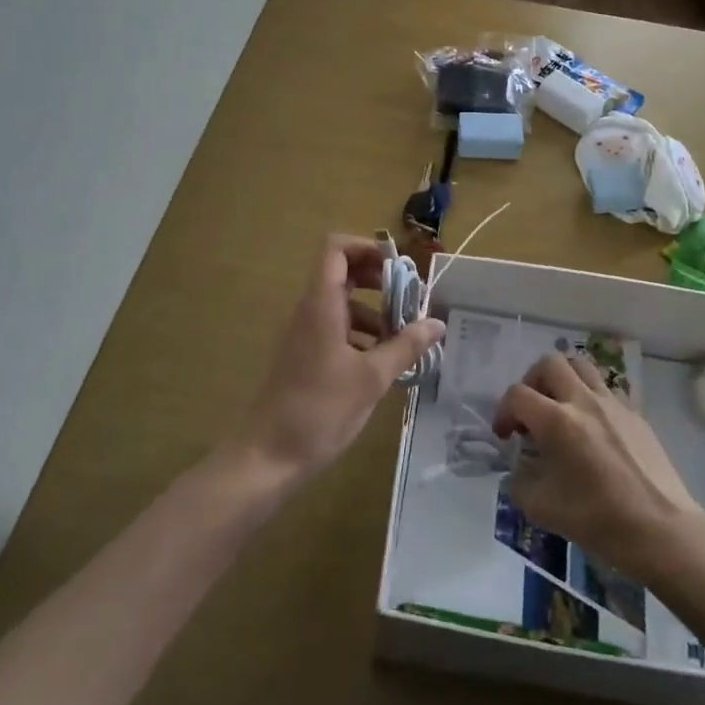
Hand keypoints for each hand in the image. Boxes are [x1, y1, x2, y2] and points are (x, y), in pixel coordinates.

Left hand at [228, 234, 443, 484]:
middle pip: (343, 272)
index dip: (367, 247)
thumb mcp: (372, 378)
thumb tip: (437, 322)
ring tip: (405, 338)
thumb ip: (406, 346)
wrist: (268, 457)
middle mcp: (311, 310)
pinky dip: (362, 335)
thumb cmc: (319, 410)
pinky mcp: (306, 356)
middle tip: (410, 301)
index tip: (399, 268)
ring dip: (374, 311)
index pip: (336, 248)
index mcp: (321, 304)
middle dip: (379, 280)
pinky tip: (384, 363)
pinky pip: (337, 329)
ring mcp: (306, 334)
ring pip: (343, 304)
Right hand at [493, 353, 702, 582]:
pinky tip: (592, 429)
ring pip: (581, 366)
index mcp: (557, 421)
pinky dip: (589, 398)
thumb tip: (519, 468)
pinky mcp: (635, 414)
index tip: (506, 436)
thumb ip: (520, 482)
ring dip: (562, 380)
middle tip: (532, 411)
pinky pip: (605, 389)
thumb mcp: (542, 510)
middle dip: (532, 382)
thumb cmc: (599, 520)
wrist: (661, 529)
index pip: (517, 394)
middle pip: (549, 363)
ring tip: (560, 408)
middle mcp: (583, 400)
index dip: (503, 411)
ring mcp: (613, 403)